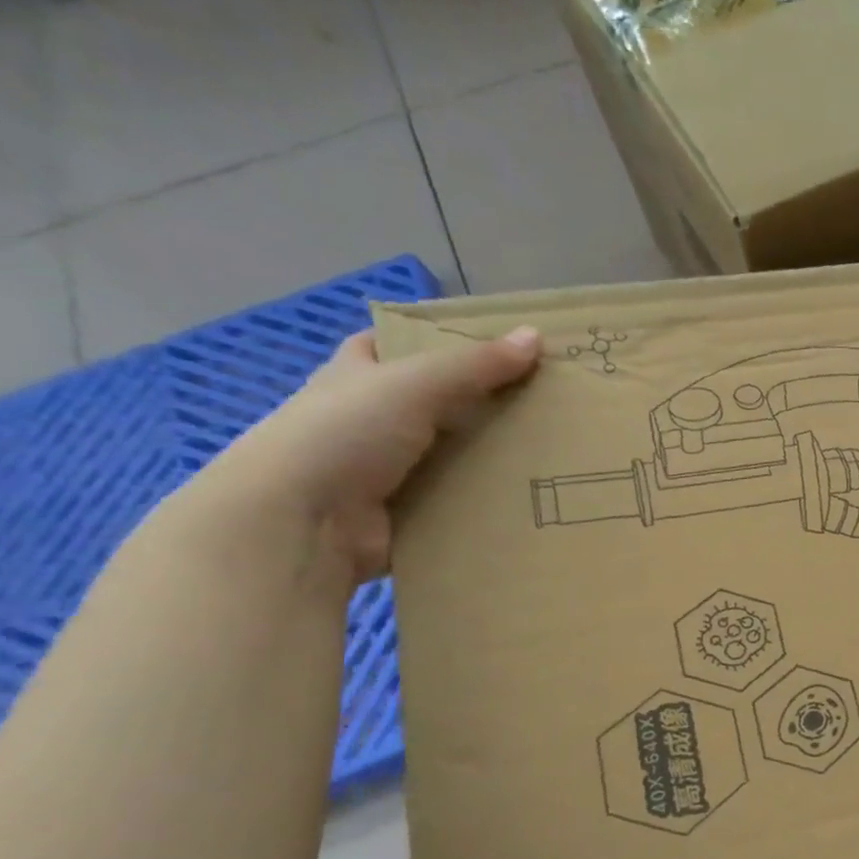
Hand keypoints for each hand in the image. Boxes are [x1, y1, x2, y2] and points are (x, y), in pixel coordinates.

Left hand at [202, 326, 540, 583]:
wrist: (302, 522)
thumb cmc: (345, 434)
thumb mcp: (414, 384)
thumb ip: (475, 364)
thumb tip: (535, 336)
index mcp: (358, 375)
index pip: (397, 345)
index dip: (440, 340)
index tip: (497, 346)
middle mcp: (371, 418)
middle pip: (438, 402)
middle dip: (485, 402)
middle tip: (546, 401)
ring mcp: (390, 469)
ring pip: (454, 454)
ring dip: (494, 456)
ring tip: (555, 451)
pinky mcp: (409, 512)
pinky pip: (459, 500)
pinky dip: (488, 499)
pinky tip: (533, 494)